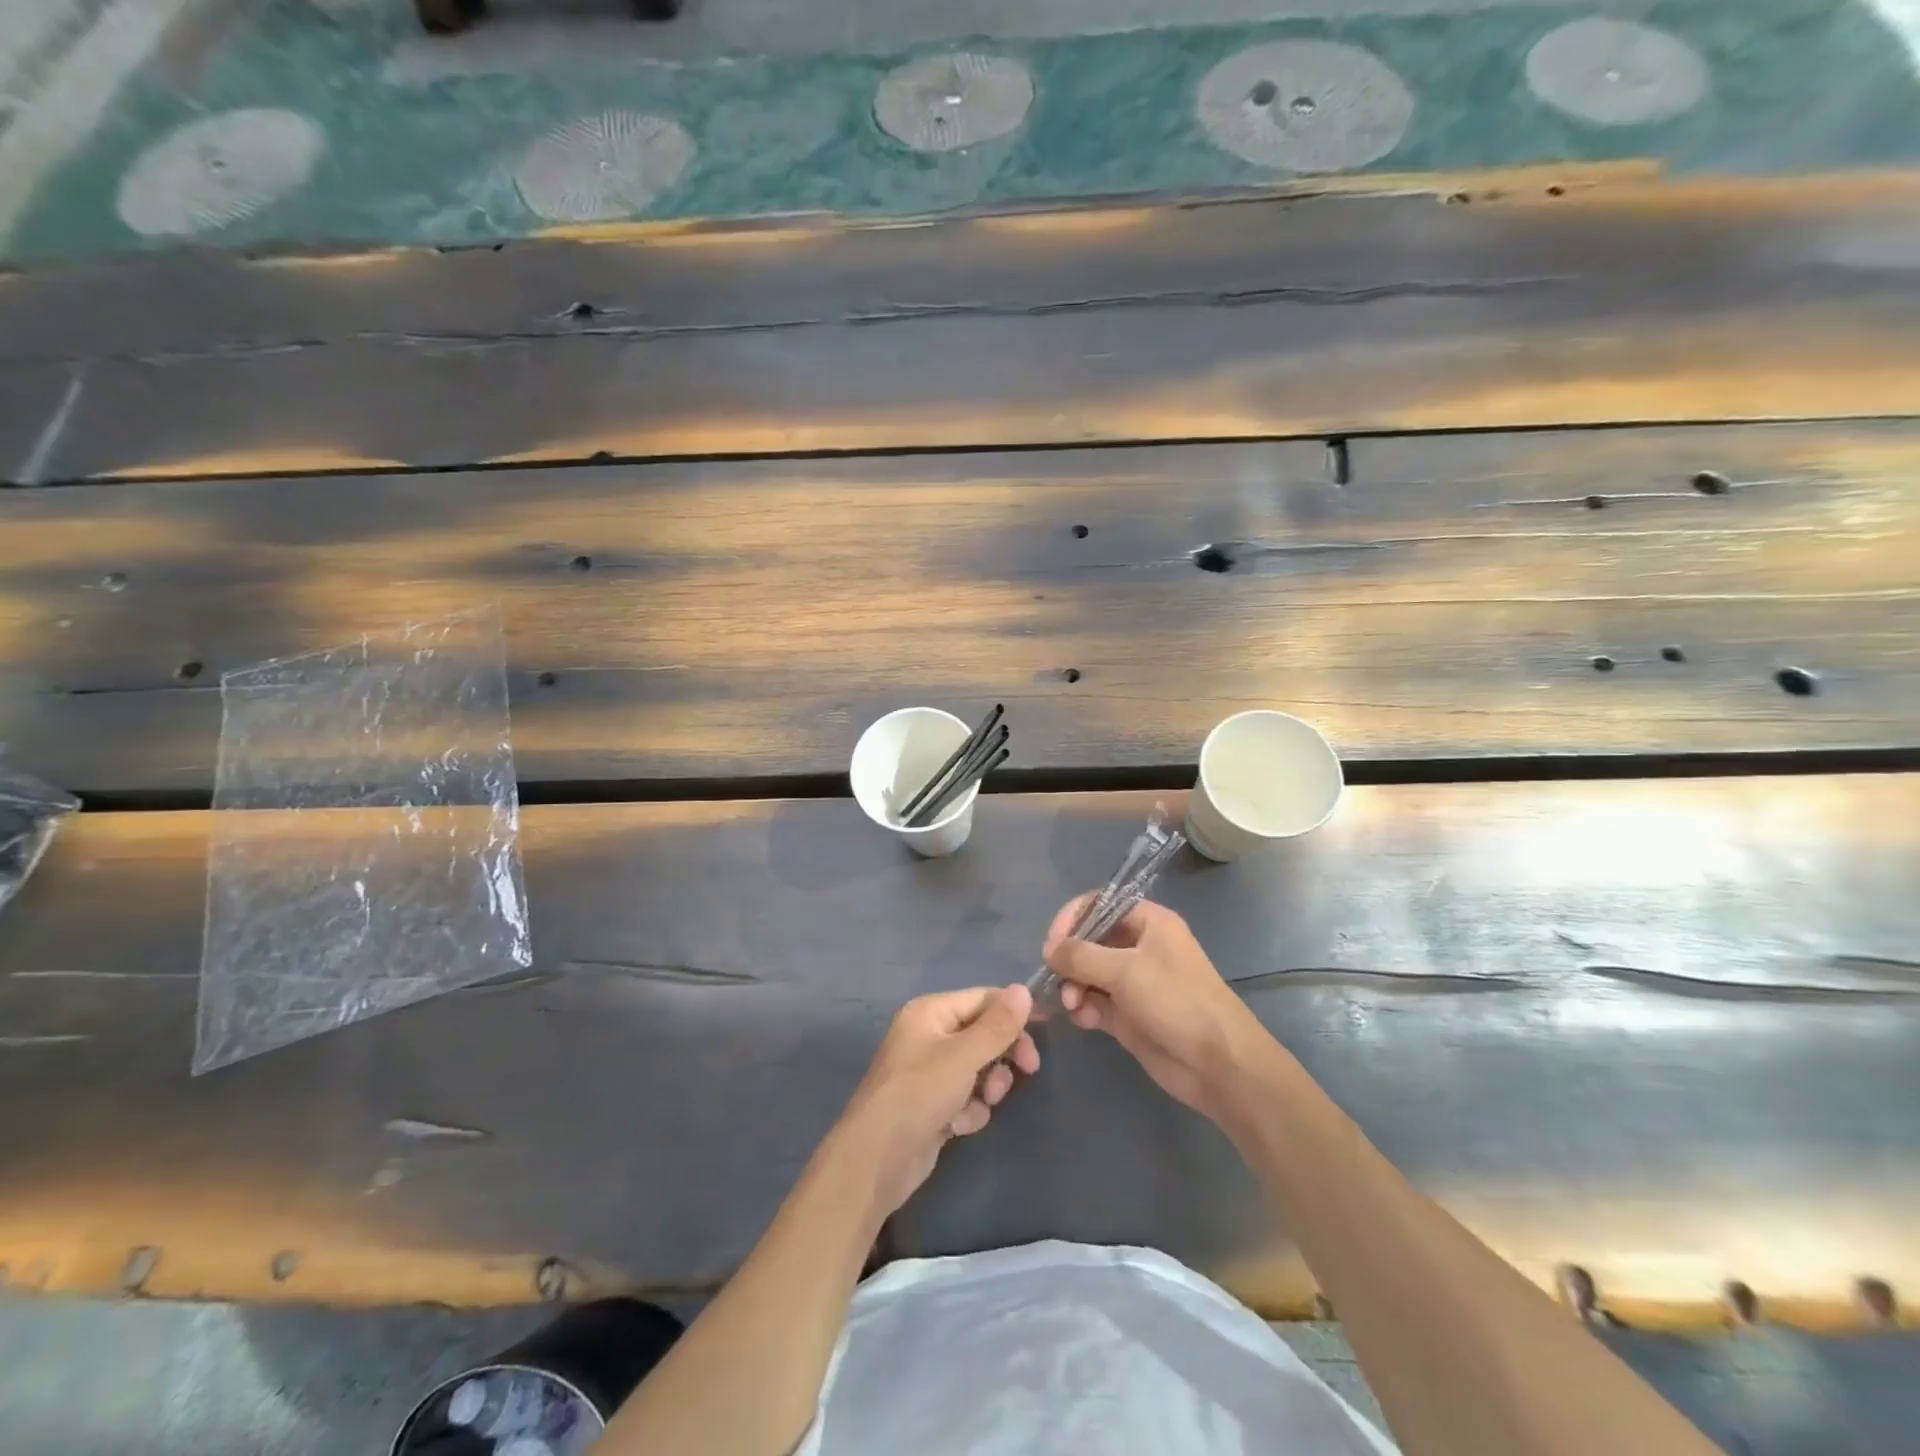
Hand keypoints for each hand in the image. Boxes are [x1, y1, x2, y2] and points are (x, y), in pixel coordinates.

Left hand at [835, 985, 1039, 1218]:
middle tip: (1028, 1069)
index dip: (1013, 1013)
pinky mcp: (933, 1104)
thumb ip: (997, 1025)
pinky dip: (970, 1110)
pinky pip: (967, 1096)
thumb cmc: (919, 1095)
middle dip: (1002, 1054)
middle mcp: (929, 1035)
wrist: (876, 1161)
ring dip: (988, 1086)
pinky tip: (958, 1126)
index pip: (982, 998)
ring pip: (979, 1067)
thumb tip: (1023, 989)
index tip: (1042, 1031)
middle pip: (983, 1033)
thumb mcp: (963, 1056)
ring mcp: (930, 1071)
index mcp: (930, 1012)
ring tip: (983, 1102)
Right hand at [1043, 897, 1272, 1121]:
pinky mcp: (1128, 1015)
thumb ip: (1081, 956)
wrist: (1218, 1064)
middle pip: (1089, 941)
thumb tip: (1048, 950)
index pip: (1099, 905)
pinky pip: (1094, 1002)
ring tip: (1071, 1005)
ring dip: (1072, 987)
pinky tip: (1083, 1020)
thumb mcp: (1126, 971)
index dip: (1072, 919)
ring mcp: (1133, 982)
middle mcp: (1139, 947)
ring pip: (1087, 974)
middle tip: (1055, 980)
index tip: (1052, 944)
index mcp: (1148, 922)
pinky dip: (1083, 1008)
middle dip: (1068, 960)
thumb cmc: (1177, 1002)